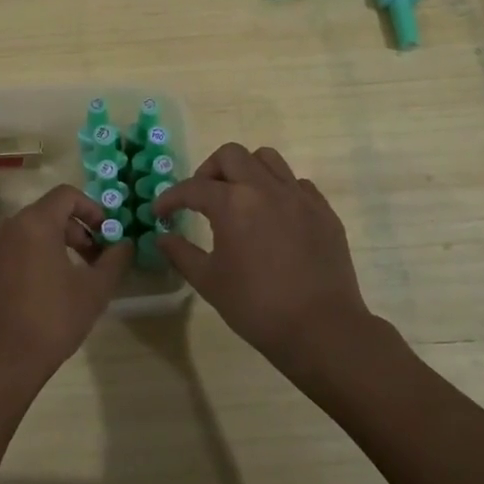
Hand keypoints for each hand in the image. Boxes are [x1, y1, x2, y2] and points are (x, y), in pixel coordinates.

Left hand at [0, 184, 133, 389]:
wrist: (0, 362)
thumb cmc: (52, 319)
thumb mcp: (94, 291)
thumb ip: (114, 261)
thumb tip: (125, 245)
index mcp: (35, 224)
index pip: (66, 195)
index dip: (91, 209)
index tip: (106, 234)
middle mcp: (8, 229)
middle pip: (47, 214)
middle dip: (75, 232)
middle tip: (94, 260)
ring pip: (27, 236)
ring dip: (53, 247)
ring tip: (70, 279)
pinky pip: (10, 256)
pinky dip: (30, 263)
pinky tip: (41, 296)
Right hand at [151, 143, 371, 365]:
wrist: (321, 328)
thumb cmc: (257, 306)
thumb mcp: (209, 282)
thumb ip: (181, 253)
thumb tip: (162, 237)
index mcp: (233, 203)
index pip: (193, 187)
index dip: (171, 198)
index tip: (160, 212)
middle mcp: (265, 188)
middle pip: (231, 155)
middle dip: (209, 171)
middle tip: (202, 198)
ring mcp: (299, 196)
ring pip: (267, 159)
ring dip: (246, 171)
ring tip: (239, 198)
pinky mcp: (323, 210)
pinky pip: (296, 183)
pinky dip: (278, 190)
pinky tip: (274, 216)